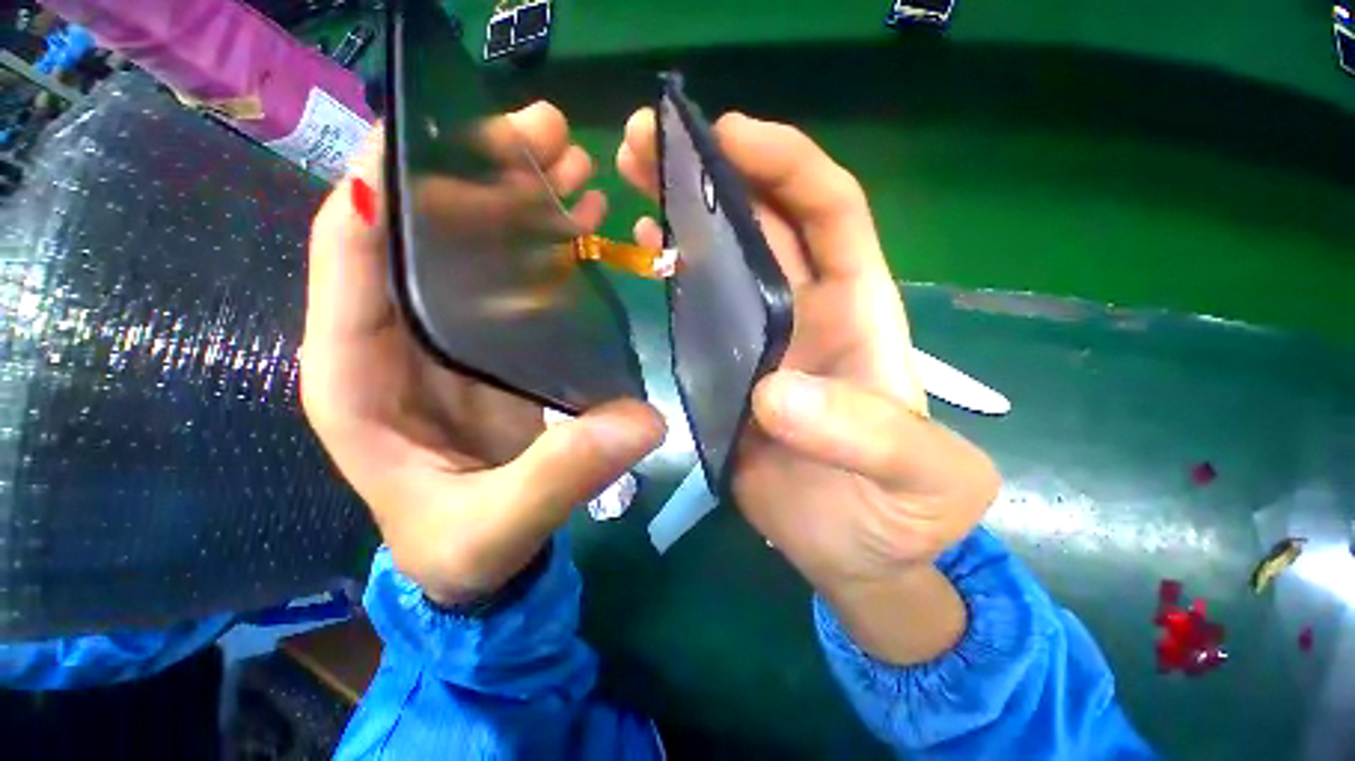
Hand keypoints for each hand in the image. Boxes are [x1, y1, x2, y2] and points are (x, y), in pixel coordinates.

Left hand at [302, 104, 664, 605]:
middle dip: (477, 174)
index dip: (384, 189)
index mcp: (360, 379)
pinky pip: (517, 279)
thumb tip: (643, 422)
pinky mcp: (496, 346)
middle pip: (423, 233)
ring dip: (520, 198)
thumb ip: (558, 476)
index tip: (434, 132)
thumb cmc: (463, 548)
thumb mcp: (498, 526)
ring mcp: (452, 338)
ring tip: (571, 161)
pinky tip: (583, 216)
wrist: (483, 558)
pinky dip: (549, 243)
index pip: (351, 262)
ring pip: (476, 245)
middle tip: (544, 136)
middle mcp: (398, 341)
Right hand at [618, 110, 999, 662]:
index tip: (728, 133)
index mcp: (861, 315)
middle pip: (765, 222)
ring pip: (724, 259)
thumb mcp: (920, 481)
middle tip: (652, 142)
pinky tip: (644, 254)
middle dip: (715, 172)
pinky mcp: (726, 374)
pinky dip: (674, 277)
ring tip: (635, 180)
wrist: (855, 553)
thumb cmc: (901, 515)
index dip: (785, 164)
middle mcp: (807, 315)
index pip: (830, 213)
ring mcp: (761, 343)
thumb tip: (774, 394)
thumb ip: (869, 436)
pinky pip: (698, 311)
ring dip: (685, 215)